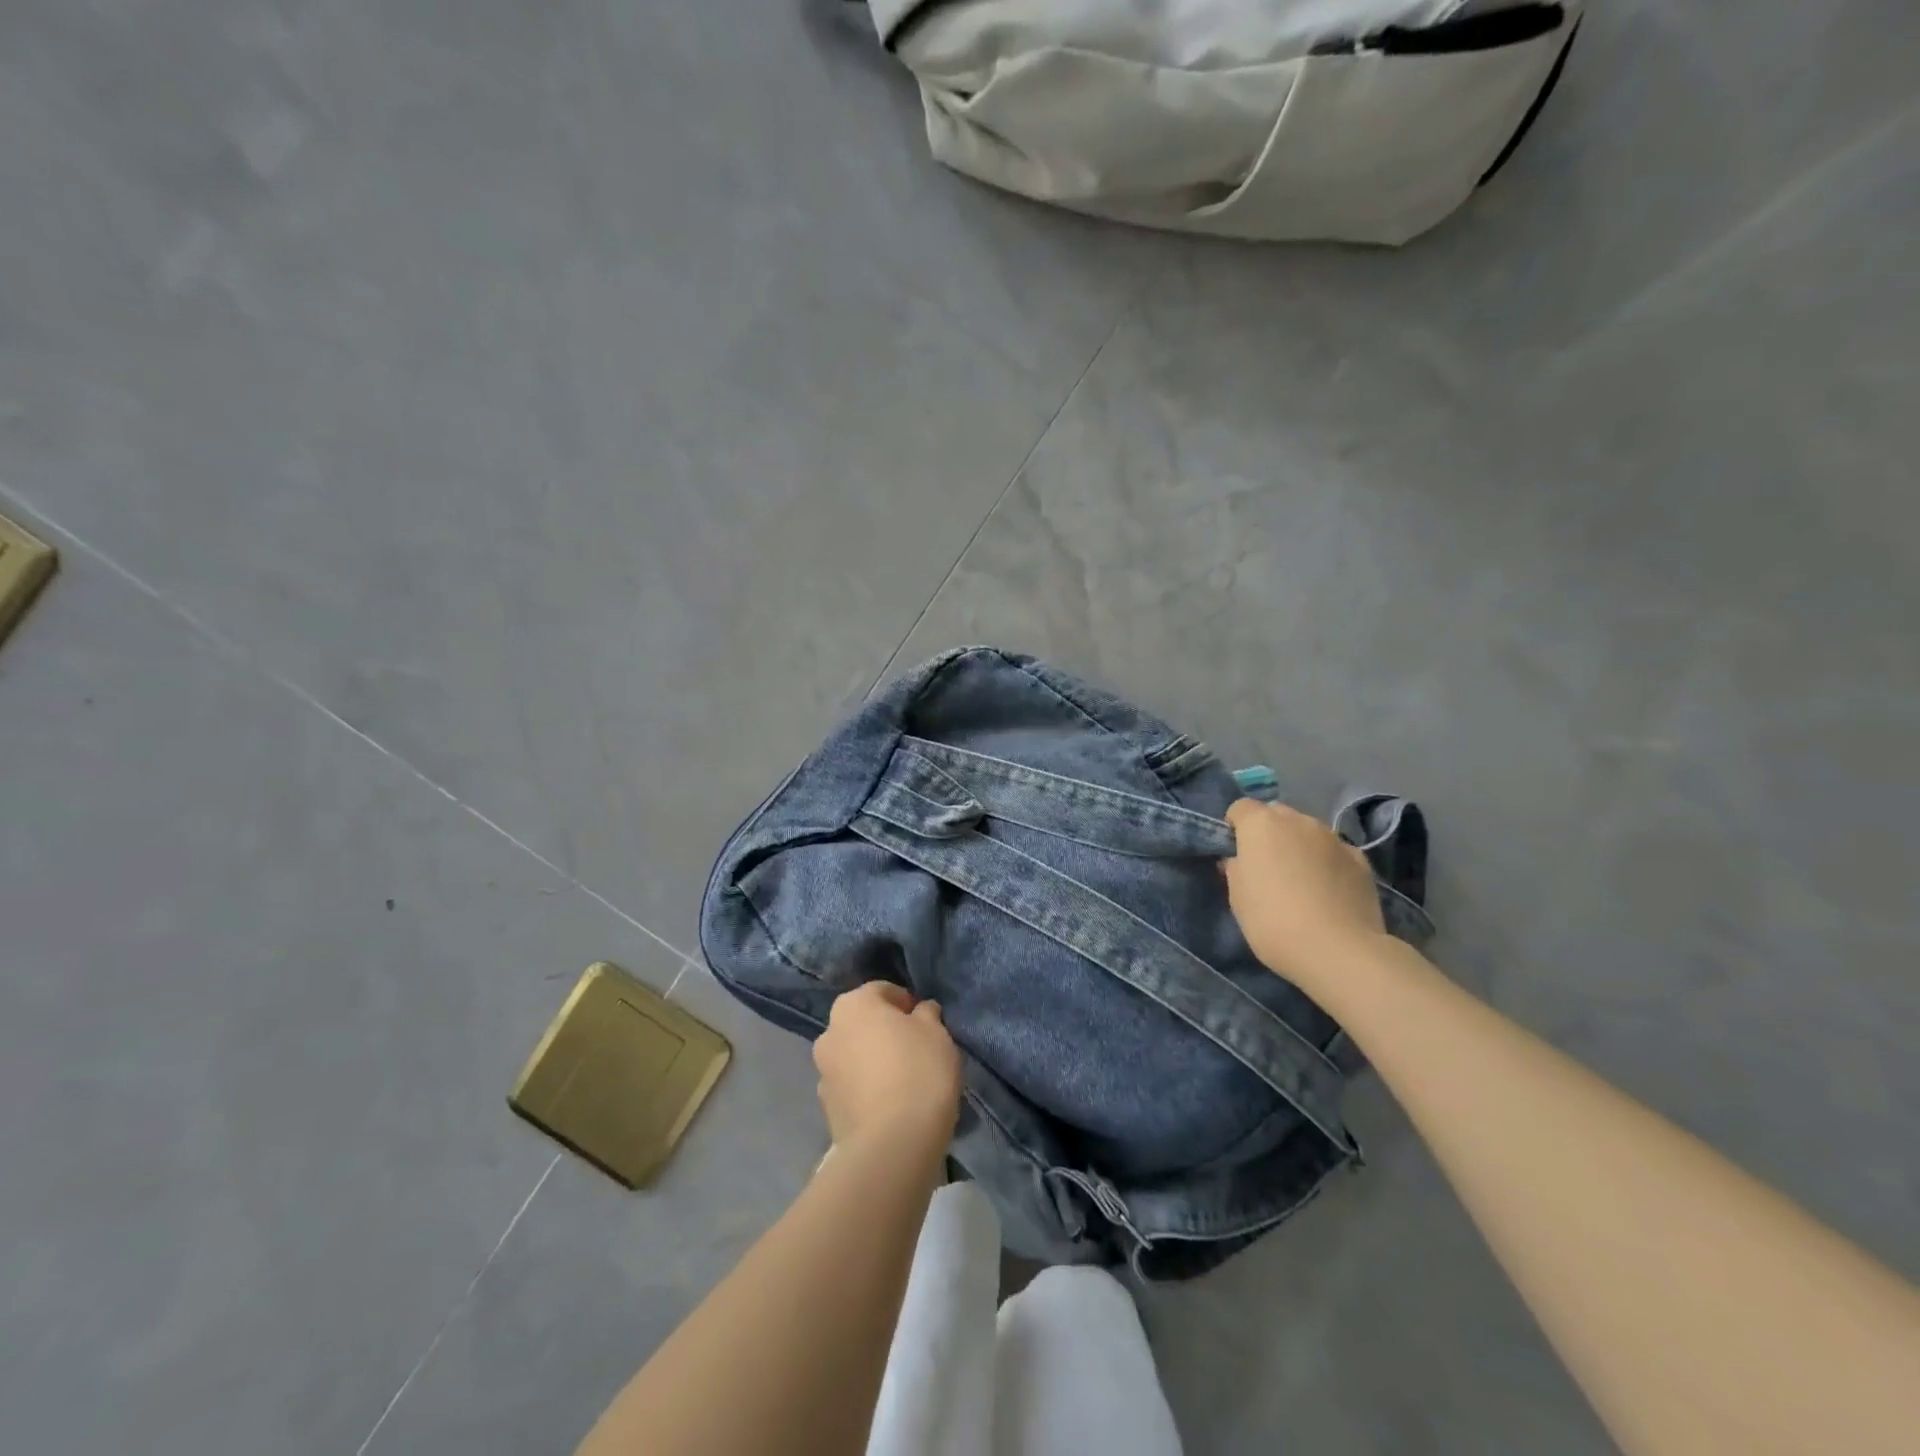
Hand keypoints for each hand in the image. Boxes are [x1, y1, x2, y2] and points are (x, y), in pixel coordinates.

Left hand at [814, 982, 961, 1157]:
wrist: (891, 1145)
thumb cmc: (918, 1072)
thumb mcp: (936, 1032)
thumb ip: (926, 1014)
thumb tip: (920, 1011)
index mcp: (852, 1004)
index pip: (882, 991)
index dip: (907, 1003)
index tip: (927, 1023)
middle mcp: (829, 1032)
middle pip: (863, 1023)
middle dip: (885, 1032)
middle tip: (916, 1050)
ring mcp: (823, 1073)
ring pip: (854, 1056)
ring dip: (873, 1061)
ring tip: (904, 1081)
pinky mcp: (826, 1109)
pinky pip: (852, 1087)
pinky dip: (867, 1089)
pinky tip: (890, 1104)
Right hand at [1223, 799, 1386, 988]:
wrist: (1338, 950)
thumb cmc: (1273, 921)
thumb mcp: (1237, 898)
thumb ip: (1235, 869)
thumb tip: (1239, 860)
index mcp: (1261, 825)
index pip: (1241, 808)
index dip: (1235, 827)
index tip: (1235, 852)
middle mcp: (1298, 821)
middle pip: (1277, 814)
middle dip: (1269, 832)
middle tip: (1267, 865)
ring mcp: (1333, 838)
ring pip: (1308, 831)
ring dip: (1299, 845)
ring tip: (1301, 880)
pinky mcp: (1360, 859)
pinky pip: (1334, 851)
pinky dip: (1327, 862)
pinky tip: (1328, 890)